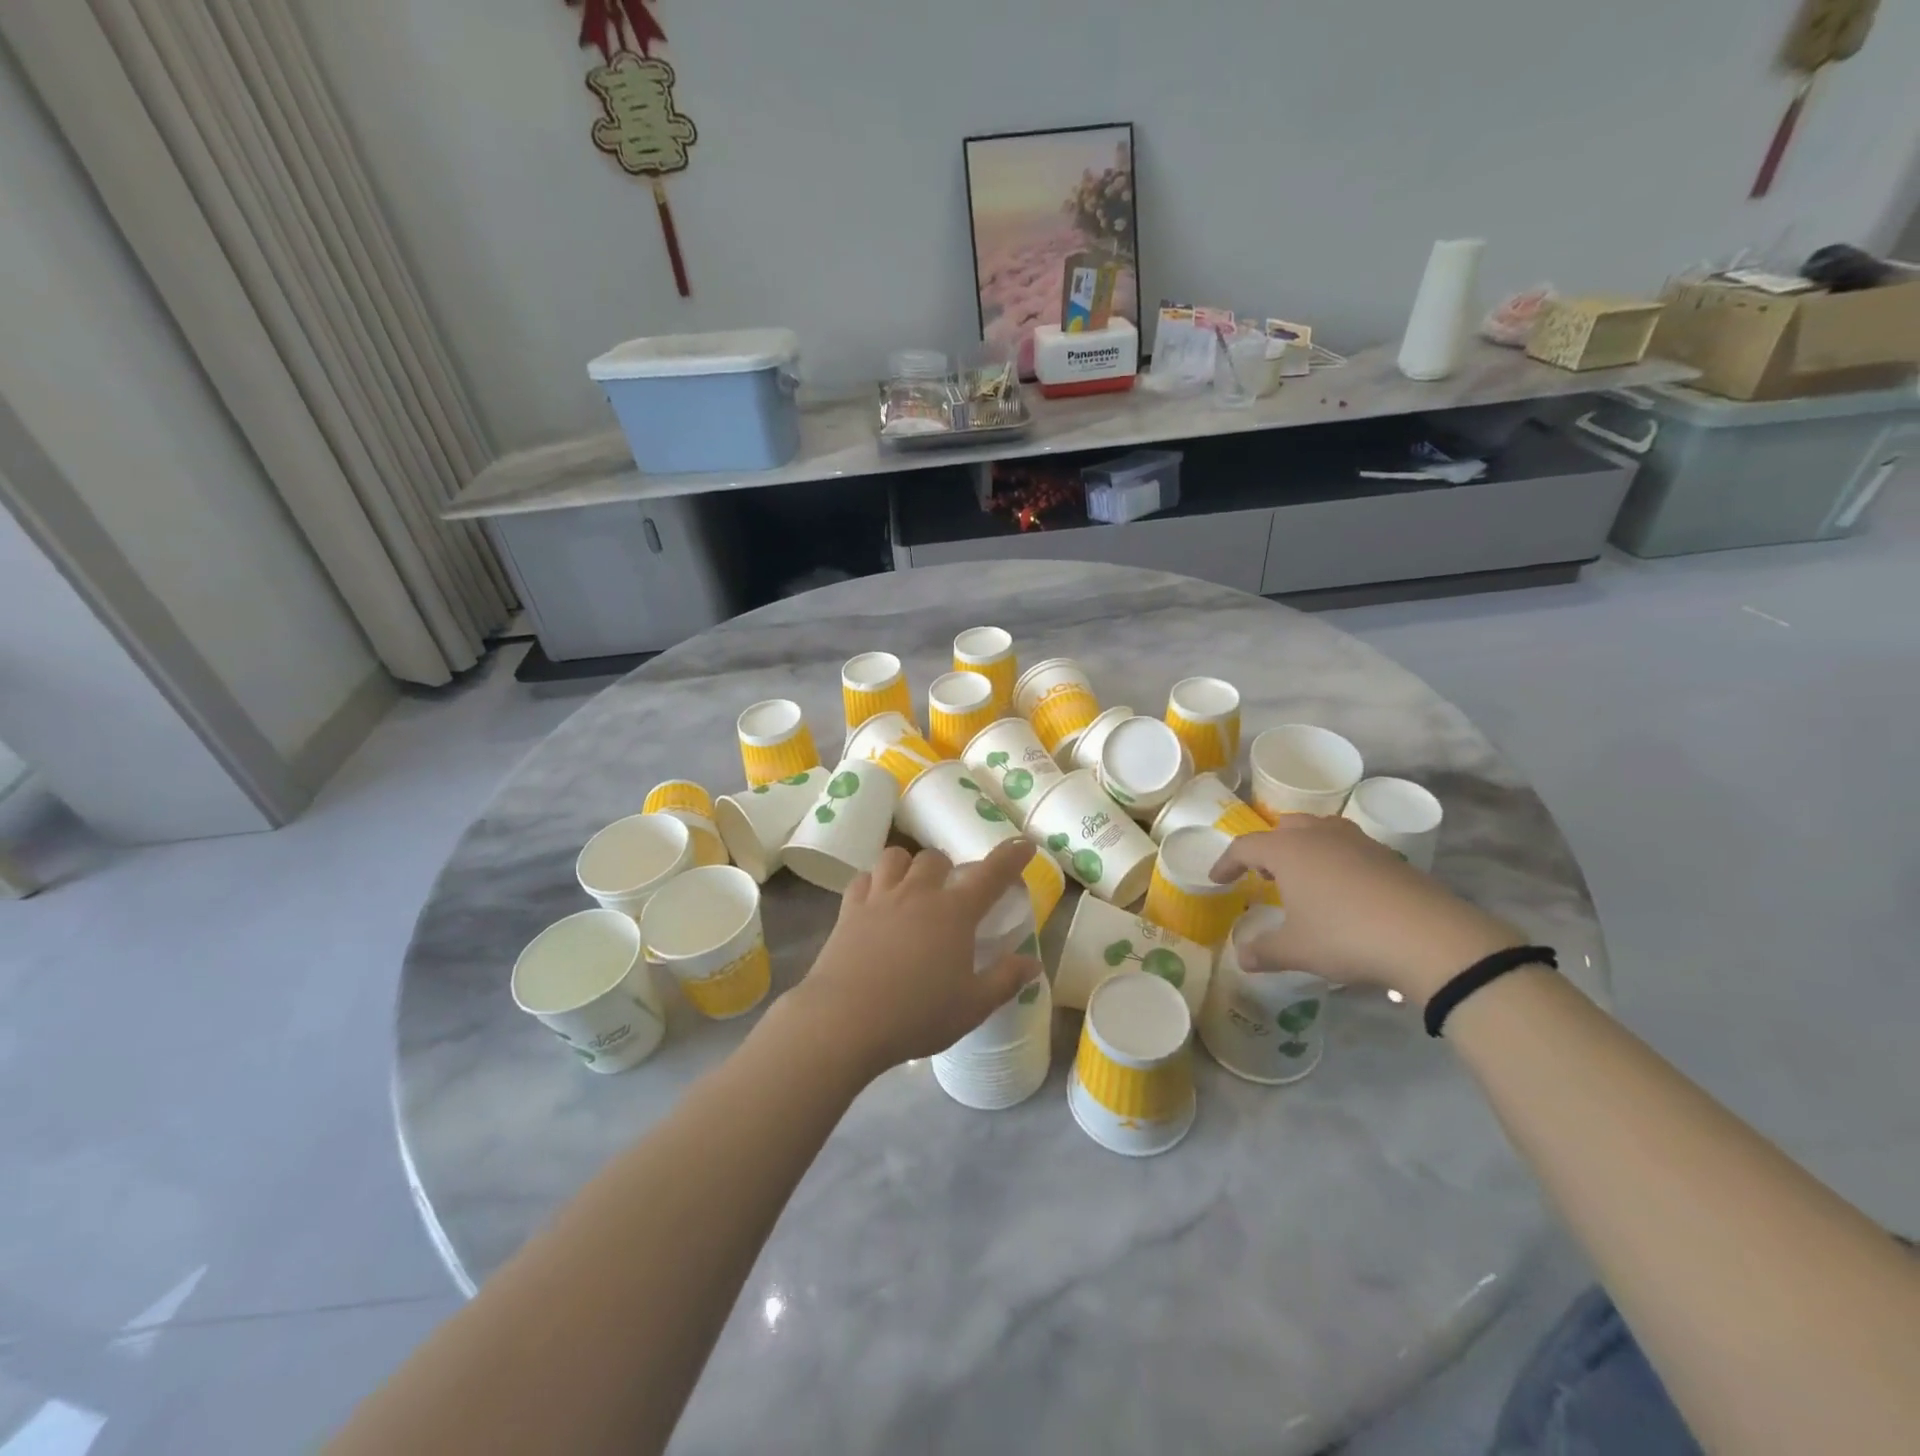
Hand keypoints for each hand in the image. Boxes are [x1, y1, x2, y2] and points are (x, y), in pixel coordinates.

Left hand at [790, 838, 1041, 1075]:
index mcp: (954, 913)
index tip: (1023, 844)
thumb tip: (1032, 963)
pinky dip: (873, 882)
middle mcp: (918, 894)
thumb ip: (1005, 980)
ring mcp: (880, 898)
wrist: (844, 1020)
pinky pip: (863, 879)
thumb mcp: (973, 1006)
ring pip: (895, 857)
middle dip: (947, 868)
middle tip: (950, 891)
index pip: (990, 875)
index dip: (1011, 857)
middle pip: (935, 858)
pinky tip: (875, 900)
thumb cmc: (917, 1014)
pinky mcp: (849, 910)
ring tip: (911, 887)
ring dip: (908, 865)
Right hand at [1210, 815, 1524, 1004]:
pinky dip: (1333, 859)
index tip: (1218, 879)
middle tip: (1264, 876)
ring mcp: (1356, 841)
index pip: (1245, 846)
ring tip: (1302, 878)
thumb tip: (1242, 957)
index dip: (1227, 862)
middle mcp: (1318, 835)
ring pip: (1318, 831)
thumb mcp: (1297, 950)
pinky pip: (1347, 846)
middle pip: (1283, 828)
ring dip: (1303, 848)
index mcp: (1287, 850)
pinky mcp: (1386, 855)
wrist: (1428, 937)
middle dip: (1268, 848)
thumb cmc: (1346, 936)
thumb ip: (1264, 951)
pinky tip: (1341, 890)